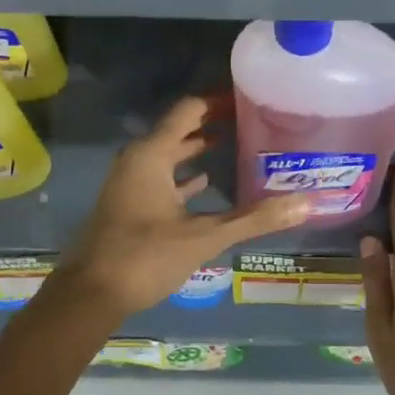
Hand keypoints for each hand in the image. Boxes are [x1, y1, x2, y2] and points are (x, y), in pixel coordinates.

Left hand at [53, 96, 311, 319]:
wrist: (89, 296)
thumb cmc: (144, 256)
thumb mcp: (204, 237)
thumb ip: (254, 218)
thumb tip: (305, 203)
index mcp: (152, 154)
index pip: (189, 110)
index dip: (218, 101)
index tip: (249, 98)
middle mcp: (138, 159)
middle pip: (178, 128)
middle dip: (212, 123)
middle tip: (250, 120)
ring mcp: (130, 181)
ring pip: (169, 153)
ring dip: (197, 147)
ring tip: (234, 144)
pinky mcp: (128, 202)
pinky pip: (160, 175)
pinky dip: (183, 173)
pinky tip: (204, 181)